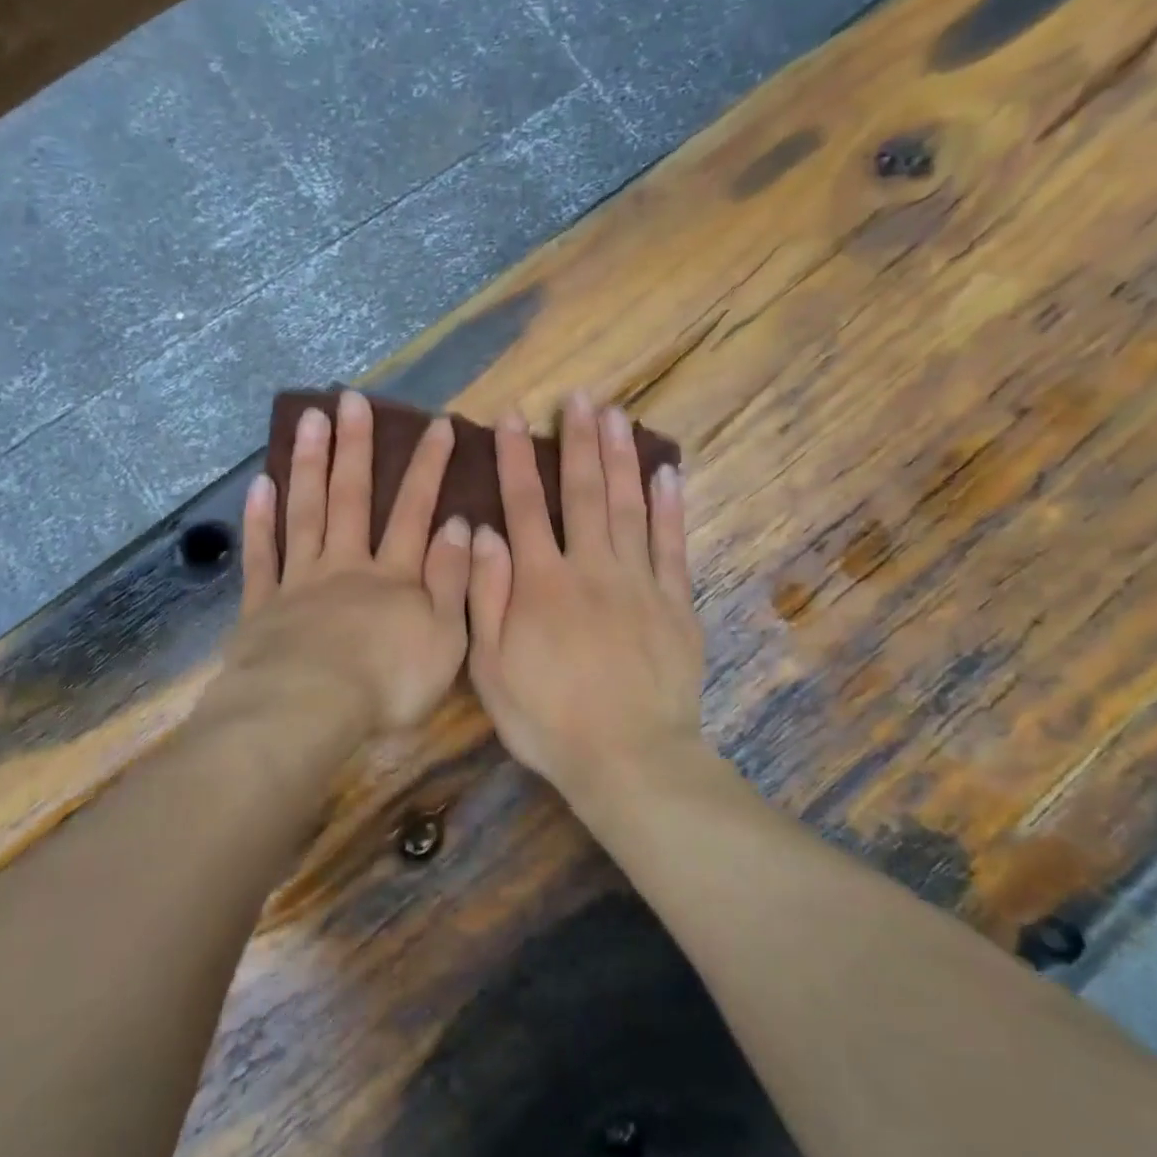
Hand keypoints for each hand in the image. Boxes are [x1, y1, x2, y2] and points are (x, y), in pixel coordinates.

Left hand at [214, 389, 472, 736]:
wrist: (309, 711)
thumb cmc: (387, 683)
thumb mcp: (445, 639)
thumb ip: (453, 580)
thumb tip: (460, 526)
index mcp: (394, 577)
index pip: (414, 511)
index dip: (428, 467)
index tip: (438, 424)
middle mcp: (346, 566)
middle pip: (351, 498)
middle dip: (356, 447)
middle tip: (352, 399)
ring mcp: (301, 582)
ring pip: (306, 513)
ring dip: (309, 465)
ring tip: (309, 420)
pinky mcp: (263, 606)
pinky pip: (263, 556)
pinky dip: (260, 520)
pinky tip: (260, 484)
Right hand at [466, 393, 703, 796]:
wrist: (628, 759)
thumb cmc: (547, 718)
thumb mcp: (490, 667)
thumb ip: (484, 596)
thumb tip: (481, 531)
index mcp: (541, 582)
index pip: (524, 505)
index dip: (515, 458)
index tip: (512, 417)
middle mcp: (590, 567)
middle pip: (584, 491)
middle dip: (579, 440)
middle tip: (580, 397)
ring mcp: (639, 582)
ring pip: (629, 505)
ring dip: (622, 457)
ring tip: (618, 415)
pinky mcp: (675, 602)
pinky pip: (673, 544)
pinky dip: (671, 505)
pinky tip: (667, 472)